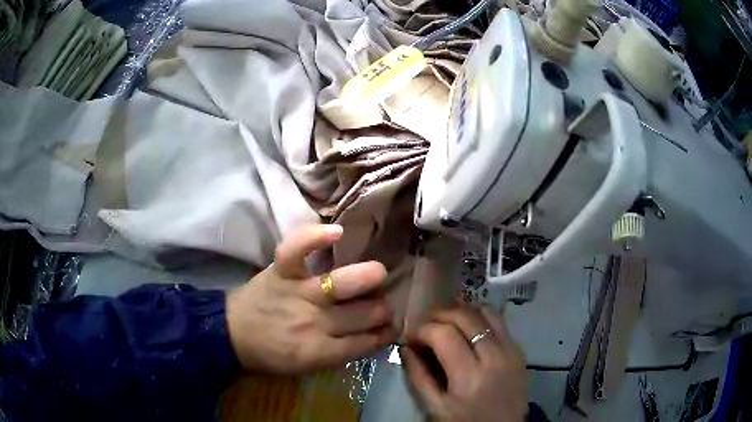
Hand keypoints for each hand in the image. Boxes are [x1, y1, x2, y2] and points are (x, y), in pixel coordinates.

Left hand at [226, 224, 396, 373]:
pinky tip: (338, 233)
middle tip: (380, 306)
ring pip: (349, 281)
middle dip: (383, 309)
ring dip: (372, 278)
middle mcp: (316, 321)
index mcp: (321, 352)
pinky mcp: (281, 271)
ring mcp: (299, 292)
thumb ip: (340, 353)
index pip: (369, 341)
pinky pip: (299, 249)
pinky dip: (316, 237)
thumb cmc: (269, 354)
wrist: (231, 334)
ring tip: (374, 277)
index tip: (389, 328)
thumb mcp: (307, 367)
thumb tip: (371, 336)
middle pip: (367, 312)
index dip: (386, 334)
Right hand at [401, 307, 527, 421]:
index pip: (444, 334)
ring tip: (444, 321)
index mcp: (470, 377)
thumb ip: (418, 376)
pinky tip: (466, 327)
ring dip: (460, 311)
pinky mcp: (519, 348)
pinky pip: (498, 321)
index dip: (422, 329)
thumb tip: (405, 347)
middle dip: (438, 314)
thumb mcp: (435, 407)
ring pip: (484, 312)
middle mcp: (494, 356)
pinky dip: (479, 317)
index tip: (410, 335)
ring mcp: (511, 350)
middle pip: (465, 317)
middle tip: (423, 324)